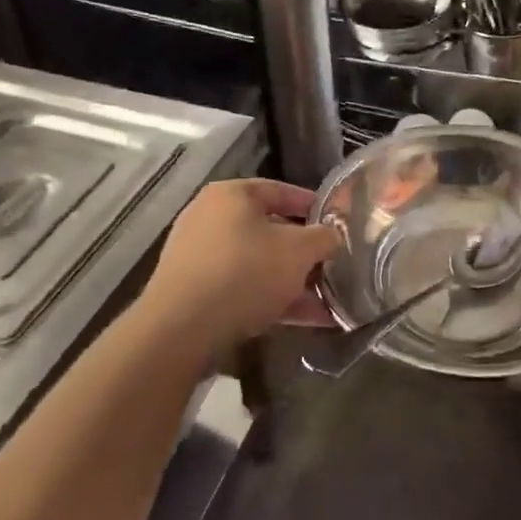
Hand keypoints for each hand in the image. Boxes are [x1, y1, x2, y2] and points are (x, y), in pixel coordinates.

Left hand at [140, 180, 340, 347]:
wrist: (182, 329)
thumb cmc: (246, 272)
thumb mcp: (299, 250)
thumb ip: (324, 238)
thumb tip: (333, 236)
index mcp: (231, 195)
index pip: (281, 190)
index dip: (314, 206)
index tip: (338, 224)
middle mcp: (209, 218)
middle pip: (270, 230)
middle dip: (304, 252)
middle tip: (333, 266)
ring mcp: (198, 256)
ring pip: (258, 264)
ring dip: (293, 282)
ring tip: (327, 302)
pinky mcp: (194, 292)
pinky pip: (243, 289)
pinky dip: (272, 300)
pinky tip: (305, 320)